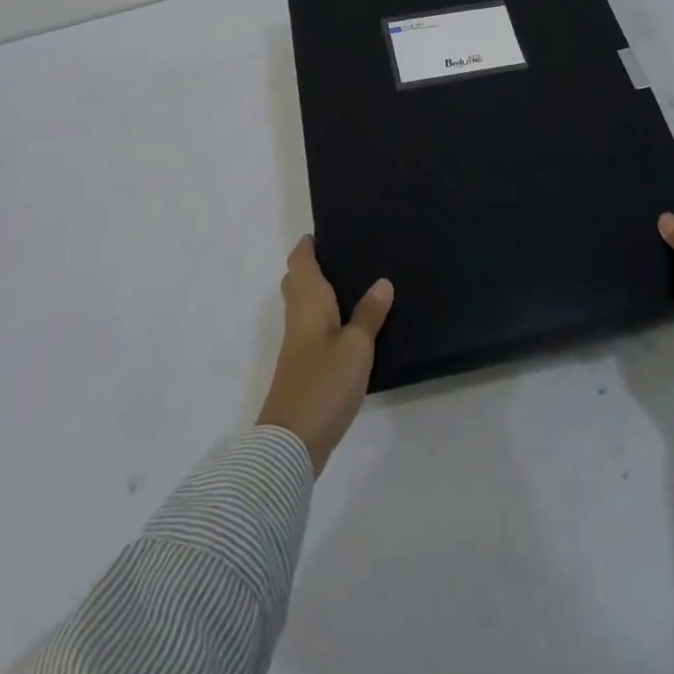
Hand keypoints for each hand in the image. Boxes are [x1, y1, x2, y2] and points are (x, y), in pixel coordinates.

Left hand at [256, 236, 393, 474]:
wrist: (291, 442)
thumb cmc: (324, 384)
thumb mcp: (356, 347)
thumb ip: (369, 314)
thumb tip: (382, 282)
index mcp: (308, 304)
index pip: (300, 263)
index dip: (307, 246)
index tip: (323, 231)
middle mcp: (298, 318)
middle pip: (297, 282)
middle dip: (311, 266)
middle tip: (341, 254)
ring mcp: (297, 345)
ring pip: (304, 306)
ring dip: (319, 292)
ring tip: (352, 283)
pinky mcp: (303, 367)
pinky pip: (312, 327)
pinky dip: (325, 316)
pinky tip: (348, 324)